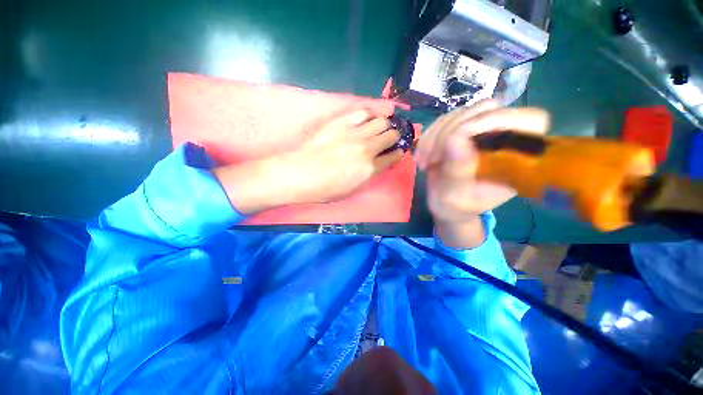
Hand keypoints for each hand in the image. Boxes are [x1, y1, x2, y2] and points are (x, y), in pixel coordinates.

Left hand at [214, 109, 402, 214]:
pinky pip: (363, 112)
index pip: (394, 156)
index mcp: (370, 169)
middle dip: (395, 136)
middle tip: (391, 137)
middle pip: (391, 135)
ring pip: (382, 121)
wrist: (300, 174)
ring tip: (382, 127)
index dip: (399, 152)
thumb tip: (379, 163)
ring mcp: (355, 133)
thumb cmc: (325, 189)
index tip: (398, 150)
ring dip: (385, 124)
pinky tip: (369, 118)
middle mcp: (367, 149)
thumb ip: (370, 175)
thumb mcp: (352, 190)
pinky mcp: (342, 122)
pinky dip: (371, 114)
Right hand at [415, 100, 549, 246]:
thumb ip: (458, 171)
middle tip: (433, 157)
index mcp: (517, 159)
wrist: (445, 205)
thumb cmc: (456, 207)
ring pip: (463, 112)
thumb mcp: (456, 196)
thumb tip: (454, 140)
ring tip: (424, 160)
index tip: (458, 137)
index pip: (530, 121)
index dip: (499, 119)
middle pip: (488, 109)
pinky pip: (446, 120)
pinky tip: (421, 154)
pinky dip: (429, 136)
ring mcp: (483, 131)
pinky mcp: (463, 130)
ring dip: (436, 135)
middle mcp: (505, 139)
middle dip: (451, 131)